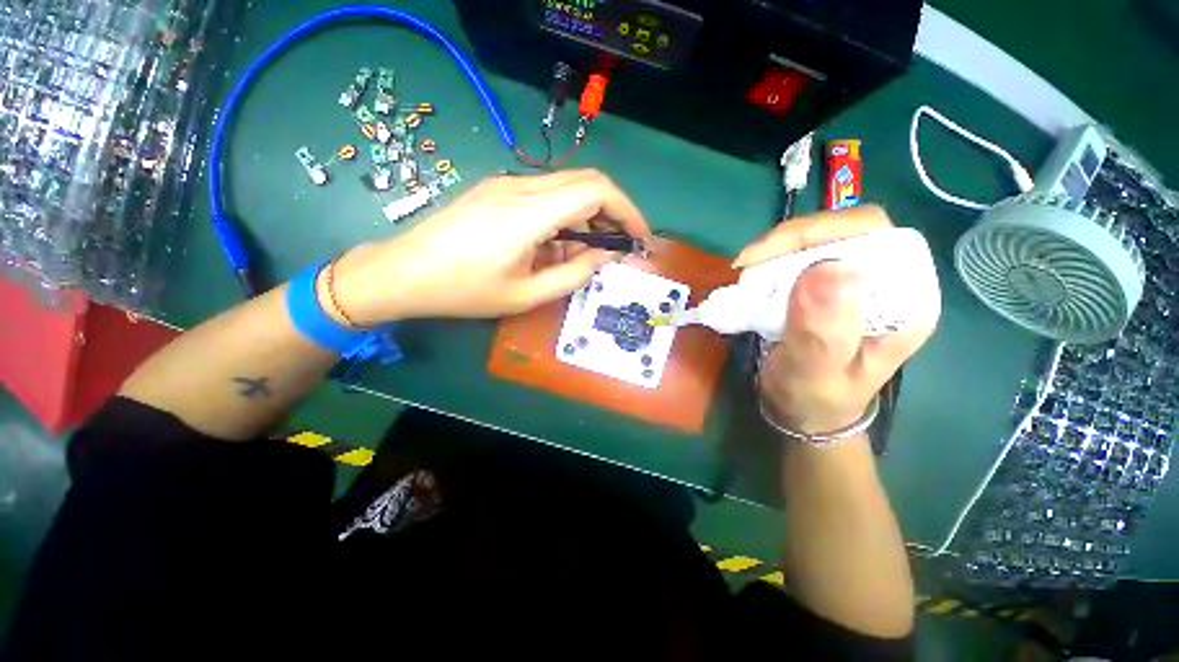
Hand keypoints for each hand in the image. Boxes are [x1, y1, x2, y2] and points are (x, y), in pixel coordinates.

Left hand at [326, 170, 650, 324]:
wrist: (403, 272)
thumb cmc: (465, 291)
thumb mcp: (526, 295)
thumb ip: (573, 274)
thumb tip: (605, 256)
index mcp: (529, 213)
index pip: (596, 190)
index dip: (627, 210)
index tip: (639, 237)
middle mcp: (521, 187)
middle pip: (585, 182)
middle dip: (612, 213)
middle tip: (619, 247)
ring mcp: (506, 184)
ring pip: (566, 189)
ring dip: (586, 218)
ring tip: (585, 255)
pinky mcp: (497, 190)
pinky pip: (544, 197)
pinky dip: (563, 218)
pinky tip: (556, 246)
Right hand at [733, 206, 939, 433]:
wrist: (805, 411)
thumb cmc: (815, 400)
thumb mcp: (817, 375)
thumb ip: (823, 333)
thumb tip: (827, 268)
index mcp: (903, 302)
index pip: (875, 237)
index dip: (821, 233)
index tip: (769, 256)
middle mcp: (886, 282)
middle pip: (845, 229)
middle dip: (792, 239)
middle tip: (750, 263)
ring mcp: (854, 281)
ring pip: (819, 238)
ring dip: (777, 249)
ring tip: (746, 272)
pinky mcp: (826, 284)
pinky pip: (800, 255)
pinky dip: (771, 260)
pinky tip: (752, 276)